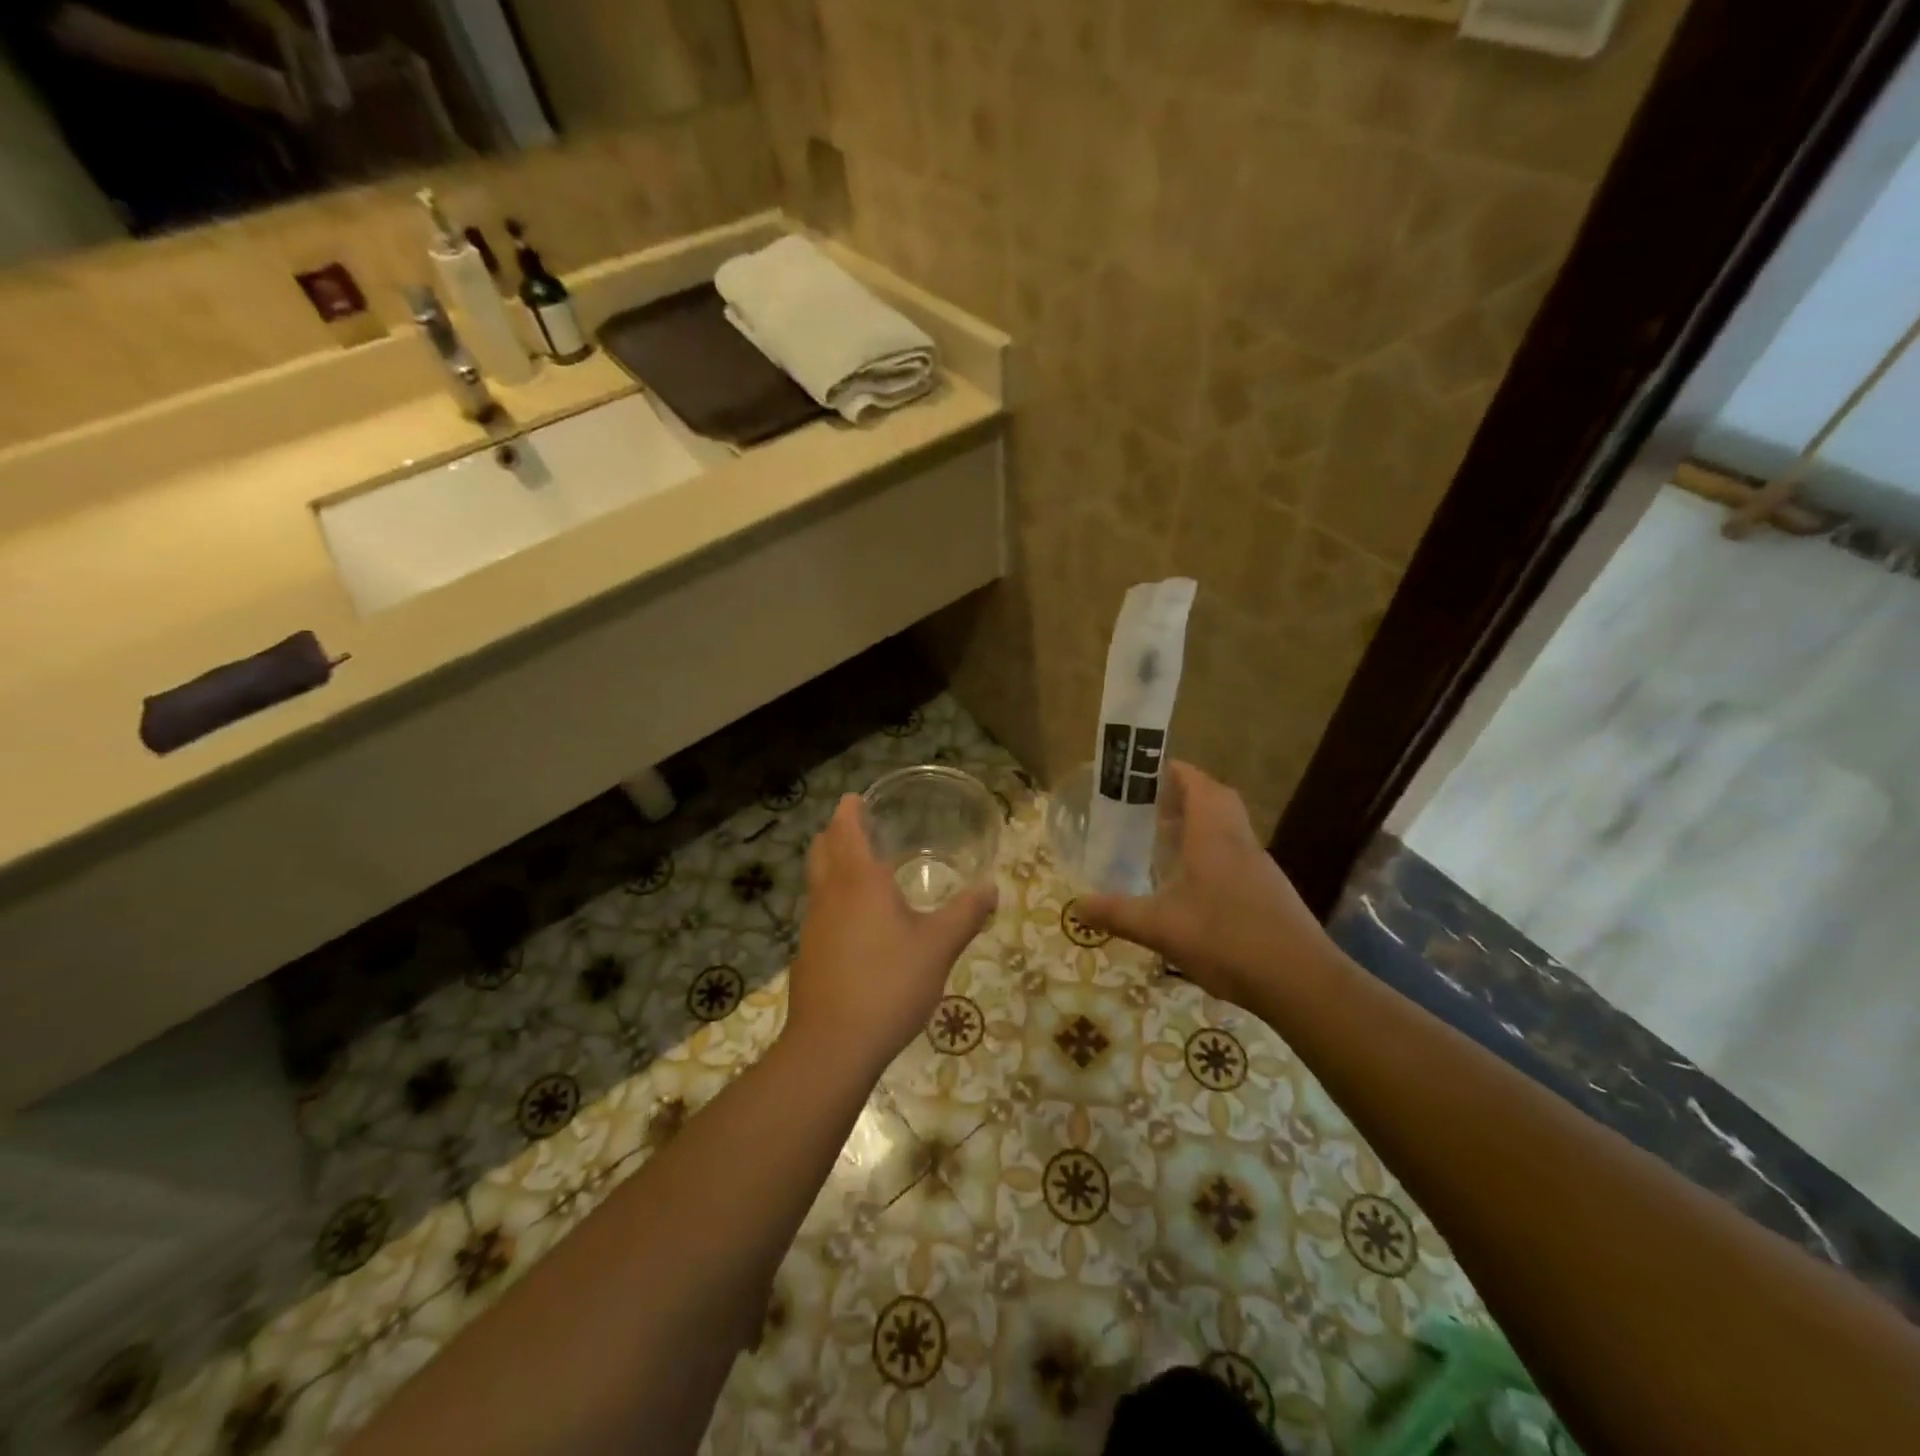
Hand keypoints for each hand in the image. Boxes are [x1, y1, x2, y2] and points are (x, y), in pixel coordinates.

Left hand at [784, 796, 997, 1078]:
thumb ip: (966, 914)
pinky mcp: (808, 954)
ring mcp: (813, 925)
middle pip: (822, 849)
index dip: (849, 810)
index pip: (845, 830)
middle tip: (858, 826)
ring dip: (833, 865)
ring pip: (817, 881)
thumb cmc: (888, 984)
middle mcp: (829, 895)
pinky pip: (820, 911)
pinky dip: (834, 899)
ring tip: (863, 870)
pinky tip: (858, 923)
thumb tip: (991, 888)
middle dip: (836, 833)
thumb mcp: (938, 947)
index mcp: (858, 881)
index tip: (856, 798)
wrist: (833, 1045)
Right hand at [1075, 762, 1338, 1009]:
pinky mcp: (1269, 892)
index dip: (1175, 771)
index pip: (1198, 784)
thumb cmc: (1226, 940)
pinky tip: (1190, 884)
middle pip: (1217, 800)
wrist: (1301, 982)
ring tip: (1164, 840)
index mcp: (1214, 835)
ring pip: (1228, 828)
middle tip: (1152, 805)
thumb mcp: (1160, 928)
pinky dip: (1212, 854)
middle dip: (1186, 795)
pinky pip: (1236, 855)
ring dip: (1200, 825)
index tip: (1148, 770)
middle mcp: (1239, 841)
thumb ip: (1117, 913)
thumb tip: (1075, 906)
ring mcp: (1259, 867)